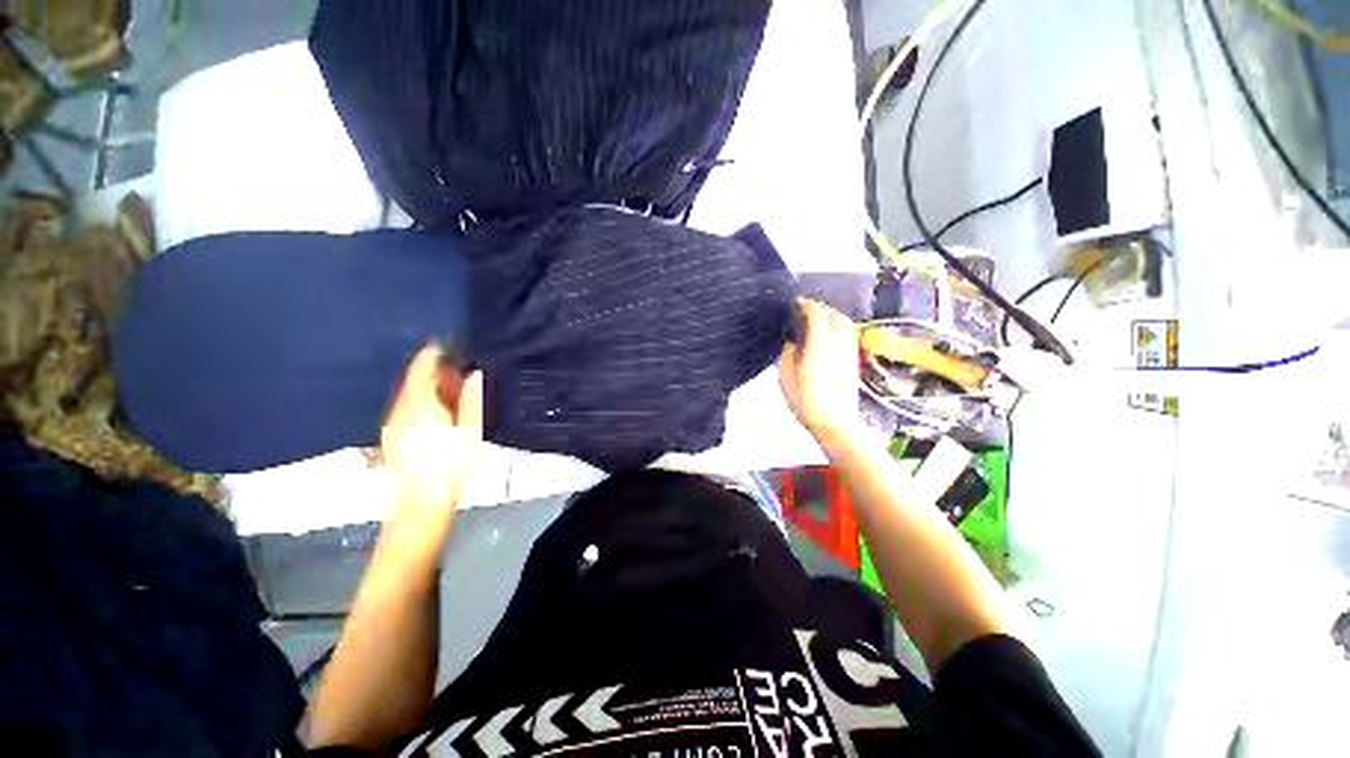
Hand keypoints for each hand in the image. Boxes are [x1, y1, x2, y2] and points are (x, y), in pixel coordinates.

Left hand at [381, 344, 483, 514]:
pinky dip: (417, 397)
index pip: (422, 368)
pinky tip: (430, 404)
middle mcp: (401, 409)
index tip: (448, 345)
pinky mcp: (390, 434)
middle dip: (430, 367)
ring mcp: (392, 422)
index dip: (433, 353)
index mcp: (422, 405)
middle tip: (453, 363)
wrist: (419, 503)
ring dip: (424, 382)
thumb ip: (471, 400)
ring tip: (445, 382)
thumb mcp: (469, 433)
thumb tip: (474, 375)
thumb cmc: (450, 469)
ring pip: (406, 391)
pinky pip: (403, 404)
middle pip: (412, 378)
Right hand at [779, 299, 861, 441]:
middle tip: (807, 312)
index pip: (818, 316)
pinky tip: (829, 336)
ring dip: (832, 316)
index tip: (798, 303)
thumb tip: (791, 344)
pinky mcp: (853, 361)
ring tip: (818, 322)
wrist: (835, 423)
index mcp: (818, 349)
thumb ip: (788, 357)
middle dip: (822, 308)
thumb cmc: (807, 404)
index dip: (808, 305)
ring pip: (846, 323)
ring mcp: (848, 353)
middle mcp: (837, 346)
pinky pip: (849, 335)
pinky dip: (839, 328)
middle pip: (835, 315)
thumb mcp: (786, 380)